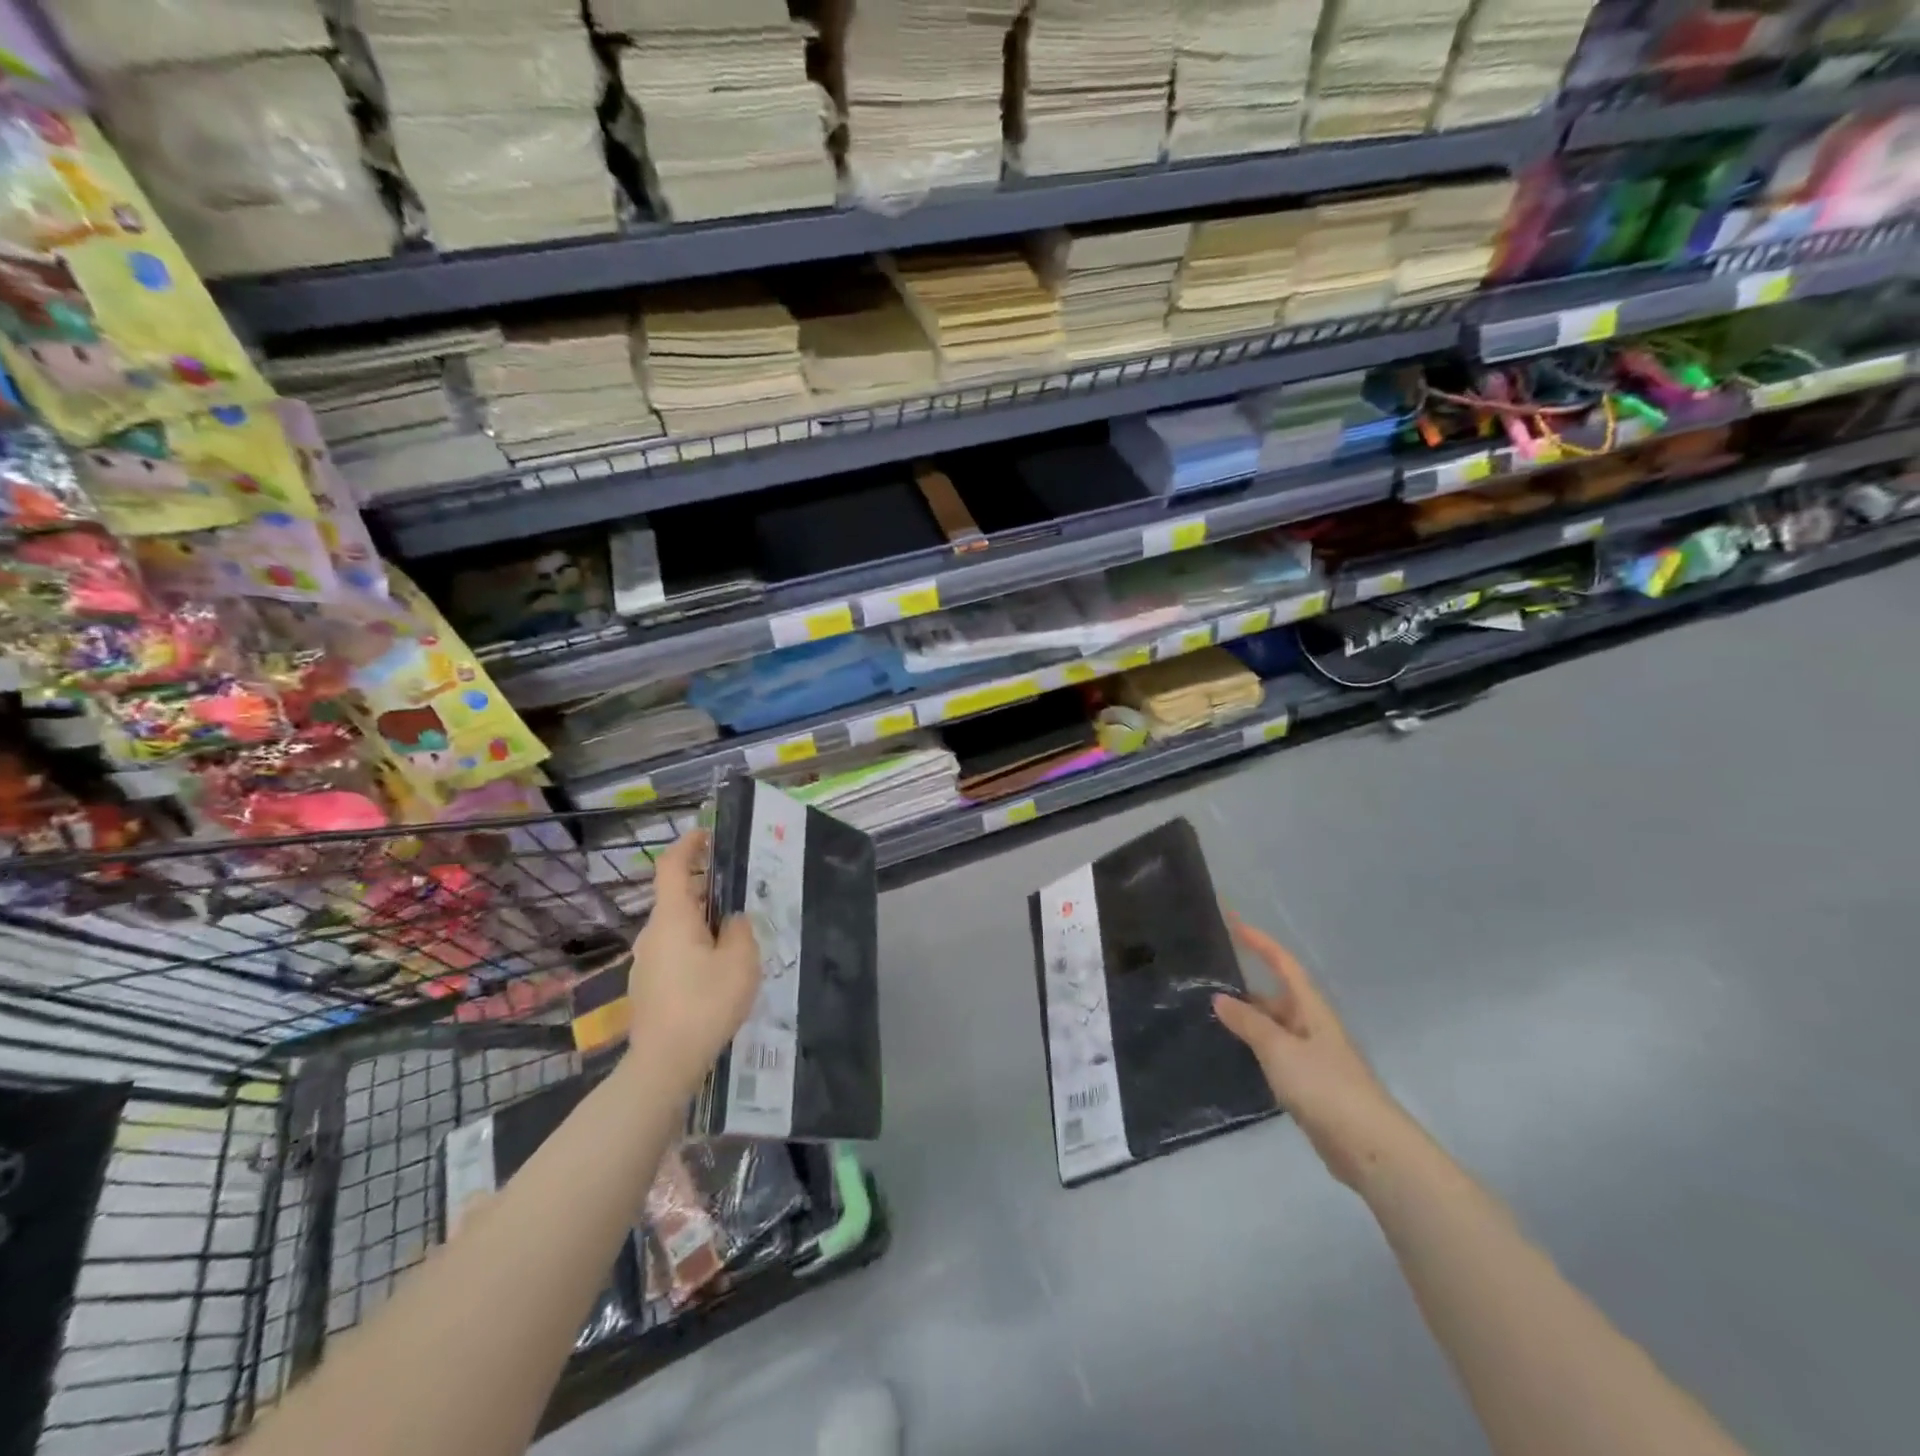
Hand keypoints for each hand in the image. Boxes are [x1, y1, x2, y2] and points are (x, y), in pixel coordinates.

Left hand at [625, 830, 761, 1096]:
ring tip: (736, 936)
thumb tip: (731, 921)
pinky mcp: (648, 986)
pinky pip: (674, 951)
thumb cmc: (705, 1004)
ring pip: (677, 927)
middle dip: (706, 888)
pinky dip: (695, 946)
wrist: (664, 1063)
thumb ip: (740, 930)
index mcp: (673, 918)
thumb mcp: (741, 961)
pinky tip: (718, 971)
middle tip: (740, 893)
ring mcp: (646, 961)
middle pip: (677, 897)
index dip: (688, 844)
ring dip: (703, 921)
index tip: (708, 835)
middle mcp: (653, 933)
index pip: (671, 866)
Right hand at [1213, 914, 1415, 1188]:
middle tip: (1209, 979)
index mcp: (1311, 1008)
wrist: (1369, 1148)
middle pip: (1278, 995)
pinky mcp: (1311, 1085)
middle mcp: (1313, 1026)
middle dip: (1248, 985)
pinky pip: (1277, 1054)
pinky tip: (1236, 1054)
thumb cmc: (1324, 1086)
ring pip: (1276, 1027)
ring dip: (1249, 1019)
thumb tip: (1219, 998)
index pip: (1283, 964)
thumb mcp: (1279, 1049)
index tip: (1233, 923)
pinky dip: (1256, 1047)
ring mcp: (1314, 1057)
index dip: (1260, 942)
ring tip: (1212, 1014)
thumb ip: (1248, 1023)